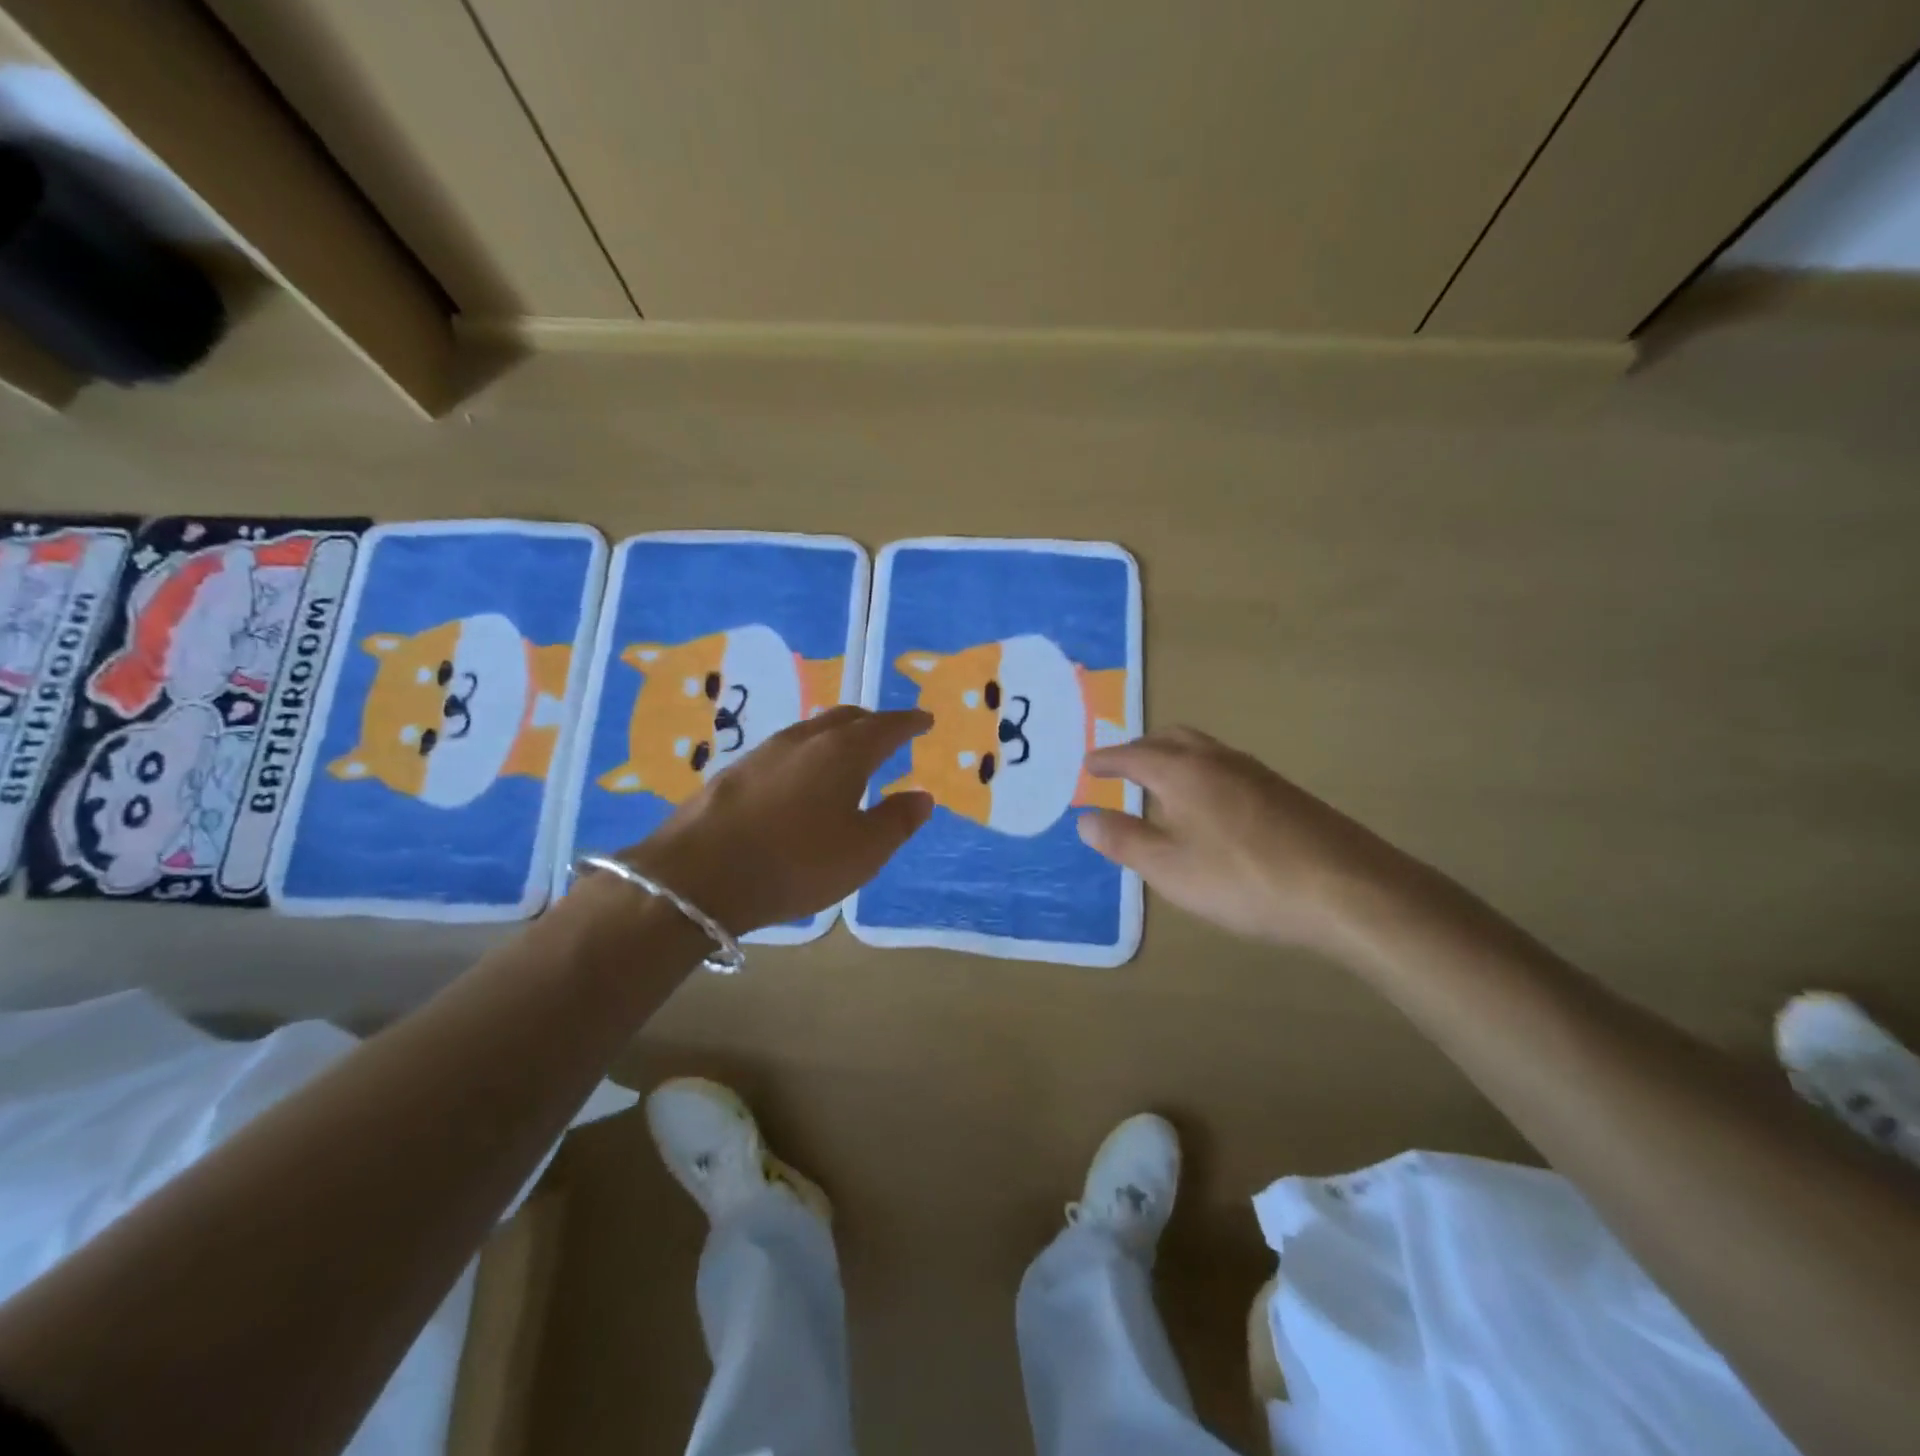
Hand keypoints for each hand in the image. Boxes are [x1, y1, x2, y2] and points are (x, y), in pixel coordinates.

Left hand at [616, 707, 933, 935]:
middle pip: (846, 718)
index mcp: (843, 752)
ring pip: (811, 731)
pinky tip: (800, 779)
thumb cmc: (796, 862)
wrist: (698, 875)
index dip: (909, 722)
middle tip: (889, 733)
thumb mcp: (863, 851)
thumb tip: (922, 795)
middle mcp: (804, 740)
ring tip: (847, 755)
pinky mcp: (733, 772)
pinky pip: (785, 750)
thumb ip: (897, 821)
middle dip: (872, 722)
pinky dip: (807, 755)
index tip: (924, 720)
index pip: (886, 726)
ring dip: (836, 736)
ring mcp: (764, 752)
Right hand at [1077, 727, 1417, 953]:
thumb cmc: (1244, 880)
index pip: (1133, 755)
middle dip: (1141, 748)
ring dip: (1174, 758)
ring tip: (1160, 786)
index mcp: (1184, 772)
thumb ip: (1124, 841)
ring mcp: (1257, 773)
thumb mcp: (1170, 869)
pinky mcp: (1284, 793)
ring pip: (1203, 750)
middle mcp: (1219, 760)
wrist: (1348, 889)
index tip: (1088, 763)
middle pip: (1172, 738)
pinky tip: (1209, 808)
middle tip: (1122, 768)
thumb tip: (1085, 818)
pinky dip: (1201, 773)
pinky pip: (1226, 767)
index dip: (1107, 759)